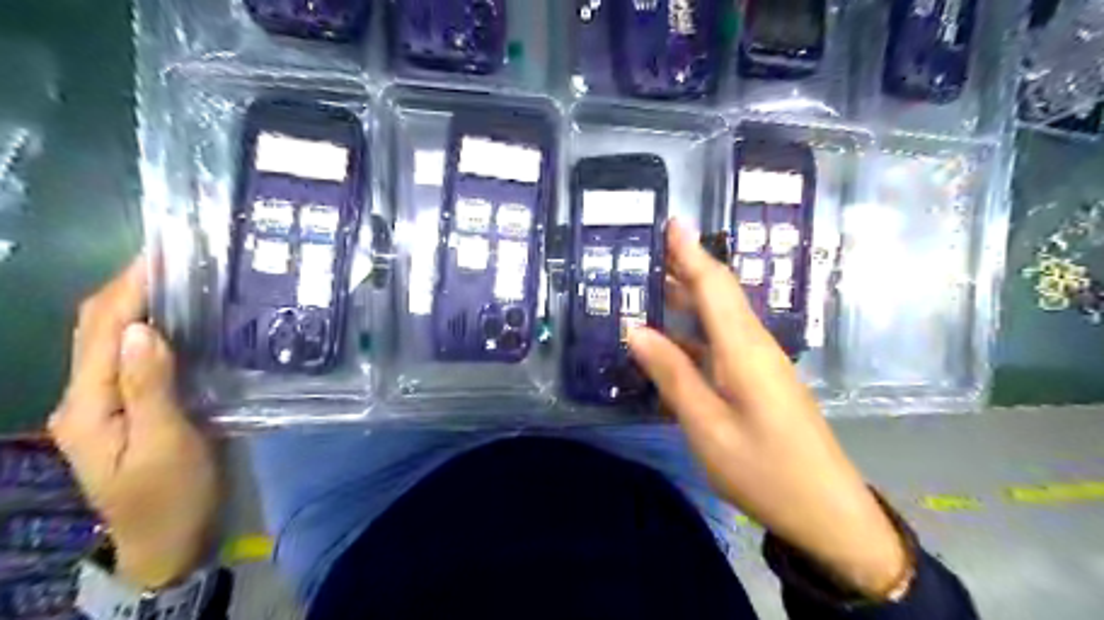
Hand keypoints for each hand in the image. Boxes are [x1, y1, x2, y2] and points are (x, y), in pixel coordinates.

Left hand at [48, 256, 219, 590]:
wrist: (170, 538)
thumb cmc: (172, 494)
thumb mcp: (166, 443)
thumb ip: (149, 387)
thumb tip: (142, 329)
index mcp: (87, 405)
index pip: (101, 331)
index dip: (127, 288)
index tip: (160, 254)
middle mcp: (84, 397)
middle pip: (95, 329)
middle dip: (126, 286)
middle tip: (172, 256)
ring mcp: (104, 403)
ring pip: (109, 339)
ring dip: (136, 303)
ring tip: (176, 277)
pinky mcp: (129, 407)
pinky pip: (129, 356)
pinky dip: (148, 328)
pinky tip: (176, 319)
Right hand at [624, 220, 910, 597]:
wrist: (826, 511)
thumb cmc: (764, 469)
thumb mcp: (707, 426)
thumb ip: (672, 374)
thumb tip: (635, 329)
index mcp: (744, 349)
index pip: (713, 286)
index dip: (690, 253)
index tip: (671, 222)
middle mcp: (755, 345)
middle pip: (719, 295)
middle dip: (687, 267)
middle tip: (650, 249)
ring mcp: (761, 364)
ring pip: (721, 318)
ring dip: (689, 298)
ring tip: (652, 285)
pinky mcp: (761, 381)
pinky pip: (723, 343)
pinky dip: (694, 332)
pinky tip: (671, 340)